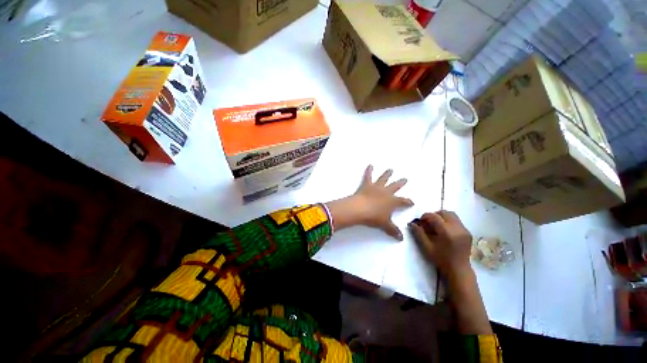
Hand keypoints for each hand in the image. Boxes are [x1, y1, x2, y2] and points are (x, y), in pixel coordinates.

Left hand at [325, 165, 413, 240]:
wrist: (360, 209)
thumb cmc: (374, 217)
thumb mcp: (385, 225)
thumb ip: (393, 230)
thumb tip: (401, 238)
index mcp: (392, 201)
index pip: (403, 201)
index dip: (408, 202)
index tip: (411, 201)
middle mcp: (386, 192)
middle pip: (395, 186)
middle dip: (400, 183)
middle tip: (405, 178)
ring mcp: (376, 187)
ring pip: (384, 179)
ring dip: (387, 174)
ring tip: (391, 169)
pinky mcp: (366, 185)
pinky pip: (368, 176)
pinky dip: (369, 170)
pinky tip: (370, 165)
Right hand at [409, 211, 472, 278]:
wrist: (458, 269)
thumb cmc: (440, 259)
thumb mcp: (426, 247)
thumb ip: (418, 233)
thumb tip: (412, 223)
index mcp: (447, 232)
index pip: (434, 216)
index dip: (425, 216)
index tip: (420, 221)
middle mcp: (457, 228)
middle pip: (444, 212)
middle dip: (434, 215)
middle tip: (428, 222)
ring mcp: (464, 230)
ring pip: (452, 215)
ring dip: (442, 217)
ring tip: (436, 225)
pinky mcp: (468, 232)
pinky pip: (457, 221)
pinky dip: (448, 221)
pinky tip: (444, 230)